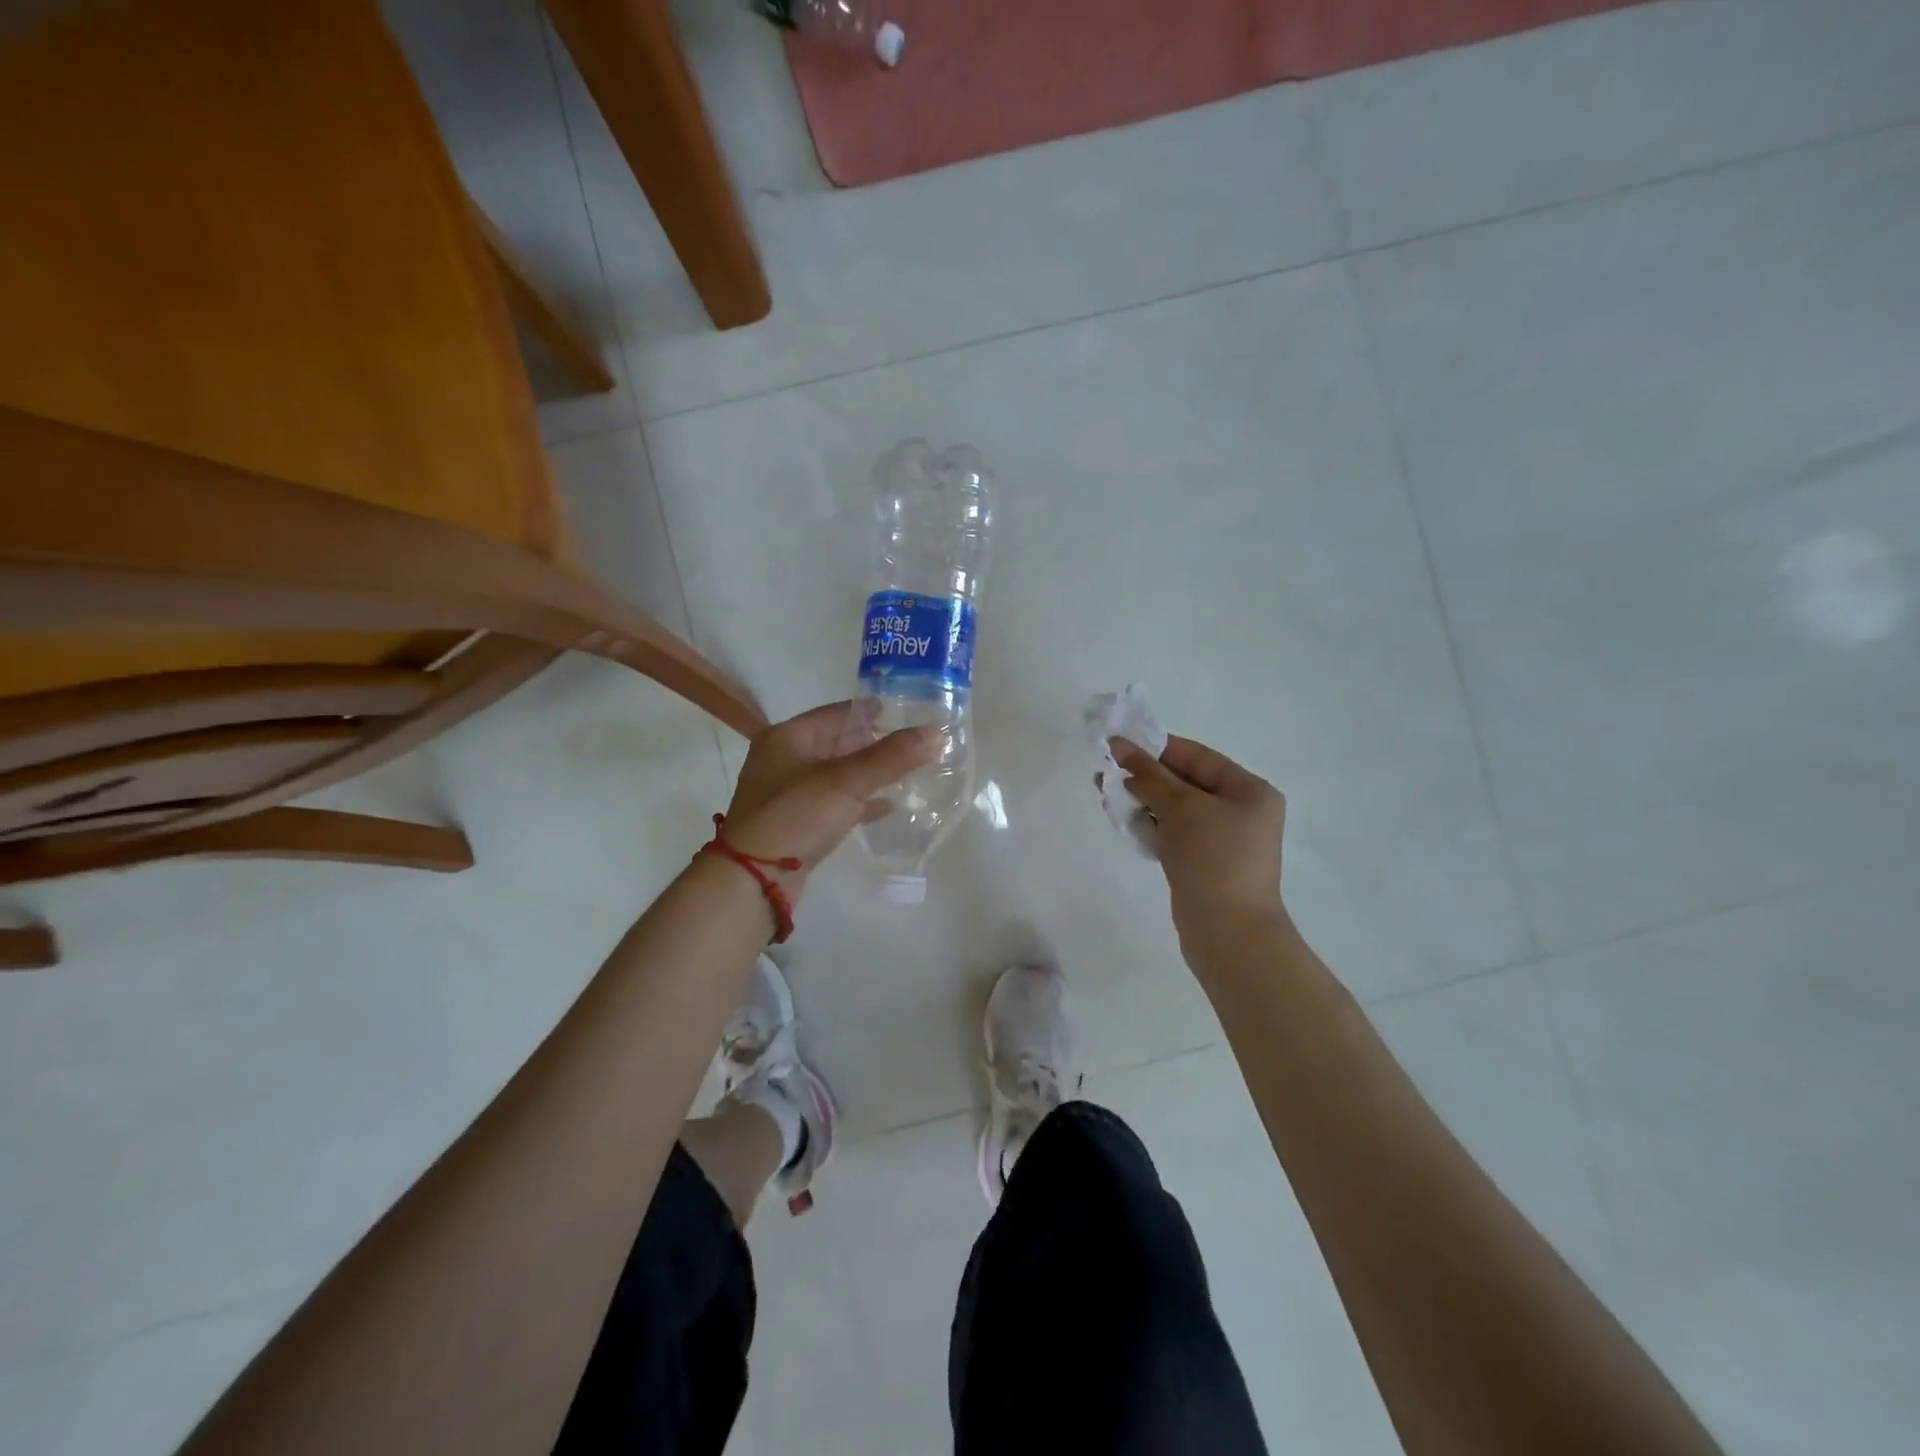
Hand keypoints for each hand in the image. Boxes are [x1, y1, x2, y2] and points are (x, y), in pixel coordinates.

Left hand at [720, 700, 940, 897]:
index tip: (910, 712)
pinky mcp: (799, 822)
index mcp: (788, 737)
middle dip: (877, 743)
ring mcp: (791, 794)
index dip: (874, 711)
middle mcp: (786, 760)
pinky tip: (890, 805)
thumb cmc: (794, 816)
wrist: (753, 880)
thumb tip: (938, 733)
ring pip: (840, 774)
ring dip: (872, 773)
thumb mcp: (845, 781)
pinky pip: (837, 803)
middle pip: (839, 742)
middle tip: (917, 743)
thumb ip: (891, 757)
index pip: (838, 712)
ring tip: (911, 770)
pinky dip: (861, 801)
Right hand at [1110, 735, 1288, 950]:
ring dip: (1143, 801)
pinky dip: (1151, 826)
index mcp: (1249, 790)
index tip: (1118, 743)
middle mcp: (1241, 811)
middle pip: (1185, 782)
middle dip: (1145, 777)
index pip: (1197, 756)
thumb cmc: (1213, 859)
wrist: (1229, 933)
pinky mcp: (1204, 863)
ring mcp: (1223, 839)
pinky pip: (1174, 833)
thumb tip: (1119, 744)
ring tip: (1107, 796)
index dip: (1156, 748)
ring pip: (1176, 809)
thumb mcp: (1181, 807)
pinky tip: (1125, 822)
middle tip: (1105, 772)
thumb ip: (1148, 774)